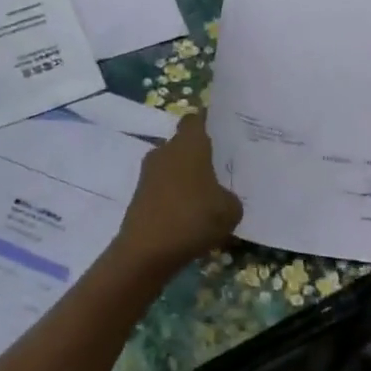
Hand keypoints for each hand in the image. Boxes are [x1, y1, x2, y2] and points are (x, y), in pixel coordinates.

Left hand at [113, 112, 243, 274]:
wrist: (146, 251)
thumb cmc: (193, 218)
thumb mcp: (230, 210)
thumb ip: (231, 197)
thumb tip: (223, 196)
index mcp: (188, 144)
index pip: (196, 119)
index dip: (208, 123)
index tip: (223, 133)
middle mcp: (165, 150)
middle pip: (184, 144)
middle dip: (199, 154)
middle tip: (221, 169)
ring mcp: (149, 172)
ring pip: (172, 166)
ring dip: (186, 177)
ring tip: (207, 197)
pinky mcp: (139, 195)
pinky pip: (163, 187)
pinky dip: (175, 196)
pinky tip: (189, 215)